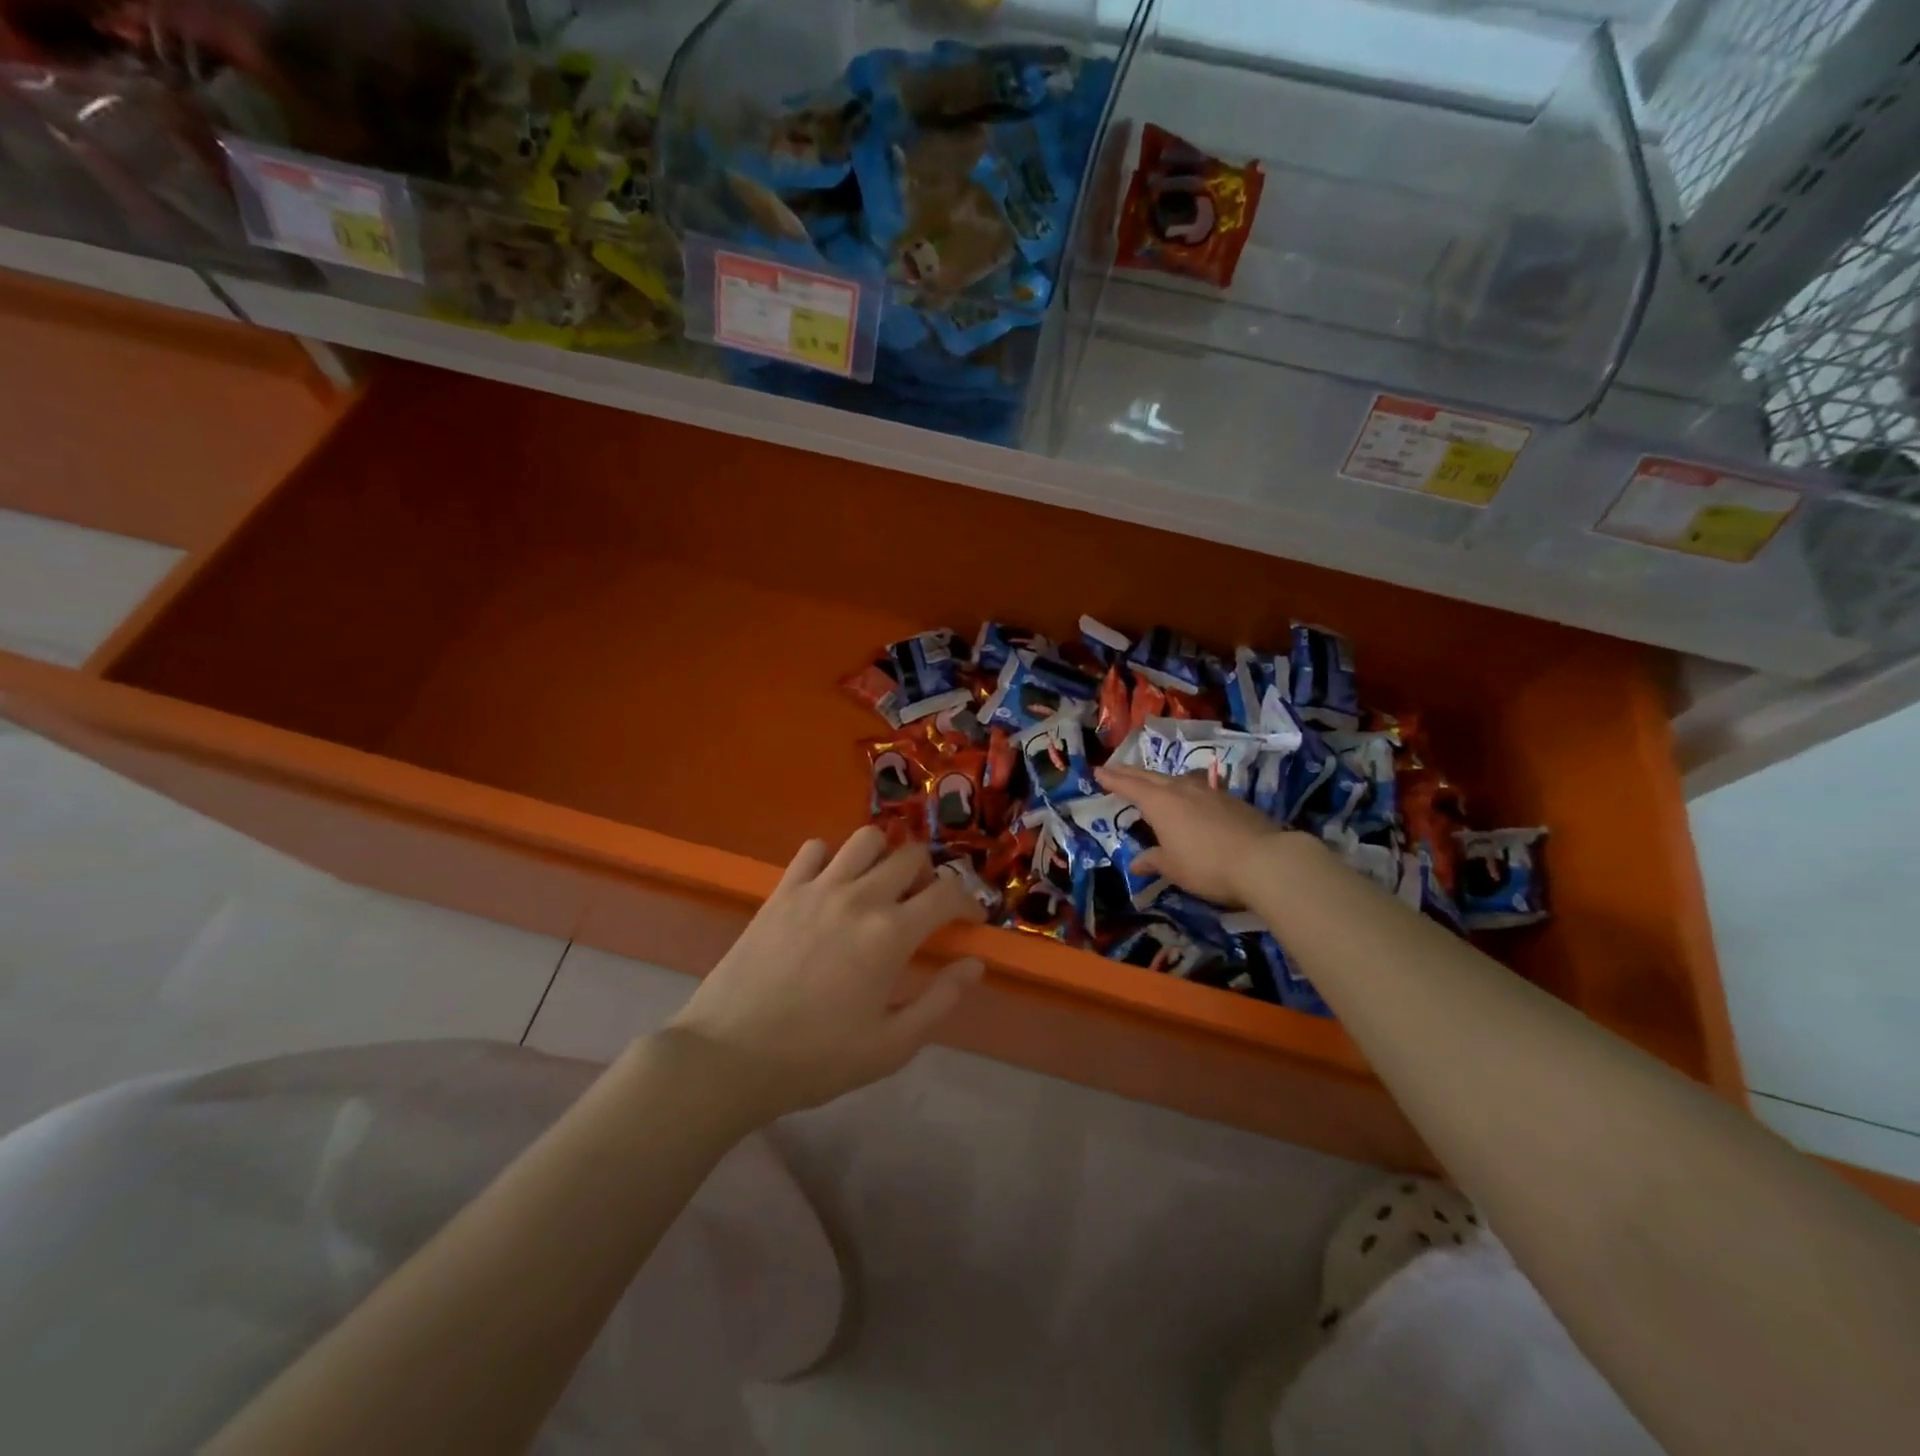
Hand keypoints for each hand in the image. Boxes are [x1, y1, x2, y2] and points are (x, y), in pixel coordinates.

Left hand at [668, 827, 986, 1118]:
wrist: (729, 1056)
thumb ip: (940, 1000)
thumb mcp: (891, 1046)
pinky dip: (832, 859)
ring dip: (884, 855)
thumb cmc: (816, 1059)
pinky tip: (830, 887)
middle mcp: (859, 897)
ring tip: (880, 887)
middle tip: (923, 905)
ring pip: (866, 839)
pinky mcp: (782, 890)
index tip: (968, 920)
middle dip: (929, 875)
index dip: (968, 901)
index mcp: (891, 934)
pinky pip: (814, 849)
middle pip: (910, 856)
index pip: (947, 893)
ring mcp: (817, 888)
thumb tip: (975, 964)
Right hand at [1096, 763, 1289, 906]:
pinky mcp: (1231, 800)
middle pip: (1151, 776)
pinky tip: (1191, 794)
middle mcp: (1182, 790)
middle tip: (1116, 768)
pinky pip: (1199, 787)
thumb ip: (1153, 861)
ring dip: (1160, 778)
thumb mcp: (1173, 868)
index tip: (1098, 771)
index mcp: (1160, 803)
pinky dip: (1186, 788)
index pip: (1130, 786)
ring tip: (1153, 779)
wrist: (1264, 861)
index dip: (1113, 780)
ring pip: (1178, 778)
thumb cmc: (1207, 865)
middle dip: (1131, 772)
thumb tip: (1136, 863)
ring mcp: (1209, 792)